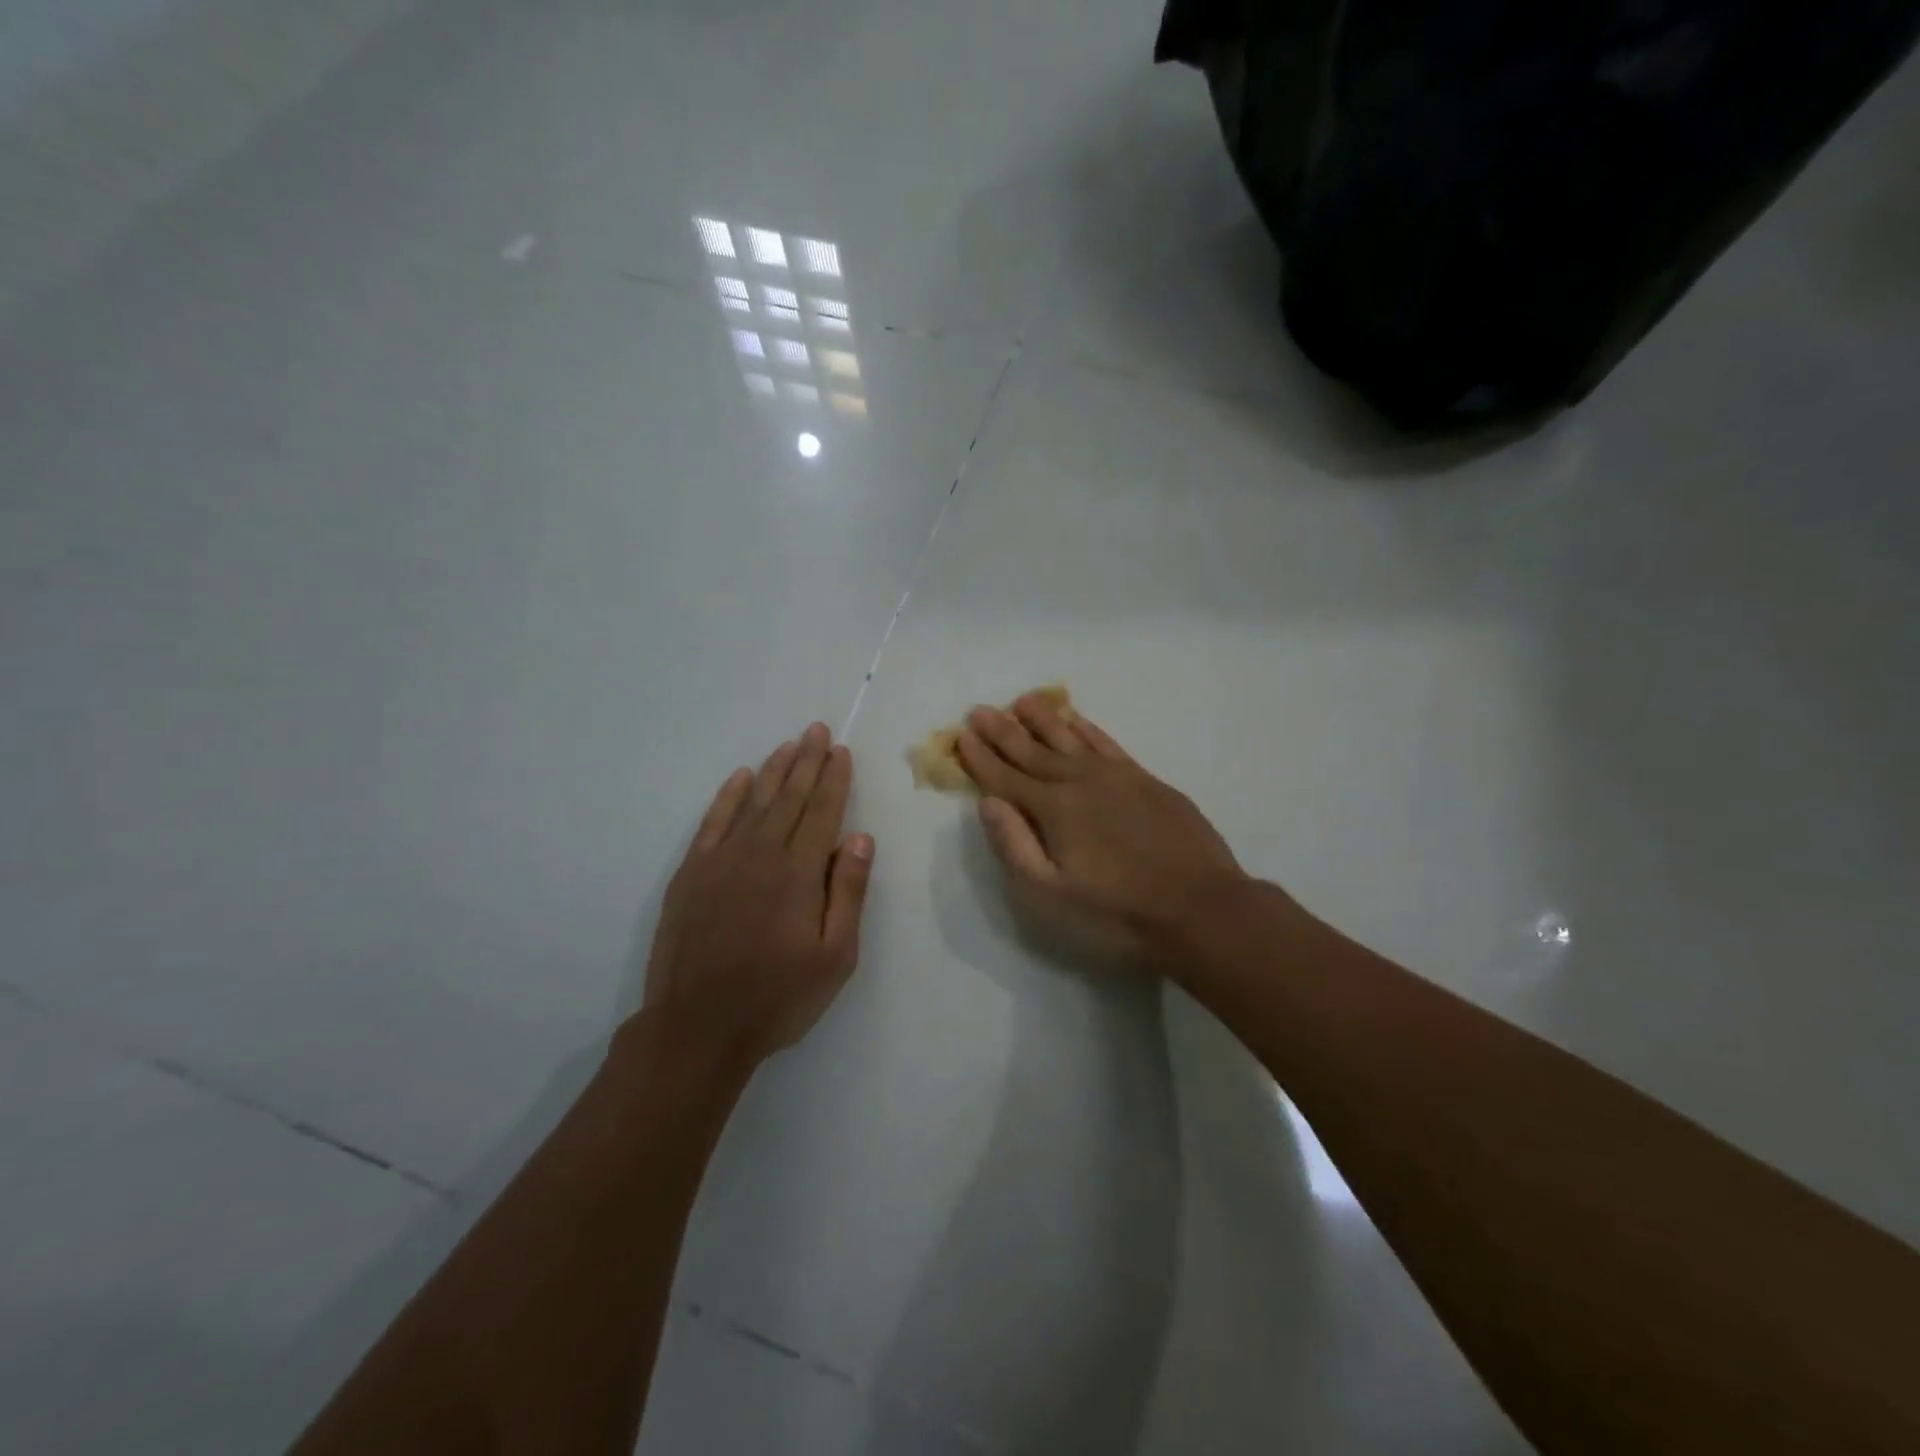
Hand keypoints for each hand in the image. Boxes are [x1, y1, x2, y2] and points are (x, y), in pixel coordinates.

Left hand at [640, 723, 874, 1072]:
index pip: (822, 812)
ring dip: (773, 771)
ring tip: (789, 745)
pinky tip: (740, 779)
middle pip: (789, 797)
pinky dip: (728, 797)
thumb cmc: (778, 997)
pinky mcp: (691, 873)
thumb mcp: (835, 956)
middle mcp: (761, 853)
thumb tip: (859, 838)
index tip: (841, 751)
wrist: (698, 1027)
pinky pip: (713, 822)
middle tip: (817, 730)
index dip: (834, 779)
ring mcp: (721, 860)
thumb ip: (847, 892)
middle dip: (807, 761)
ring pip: (754, 802)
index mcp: (798, 872)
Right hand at [956, 693, 1247, 970]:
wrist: (1201, 908)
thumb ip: (1015, 846)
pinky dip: (1086, 728)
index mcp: (1053, 809)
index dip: (980, 757)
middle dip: (1002, 731)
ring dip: (1043, 719)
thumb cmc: (1118, 913)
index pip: (1005, 777)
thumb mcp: (1051, 896)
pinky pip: (1106, 742)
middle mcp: (1080, 781)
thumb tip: (988, 802)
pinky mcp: (1146, 780)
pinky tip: (1076, 720)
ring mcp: (1116, 777)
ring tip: (1022, 700)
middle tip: (979, 710)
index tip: (960, 735)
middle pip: (1032, 750)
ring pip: (1069, 738)